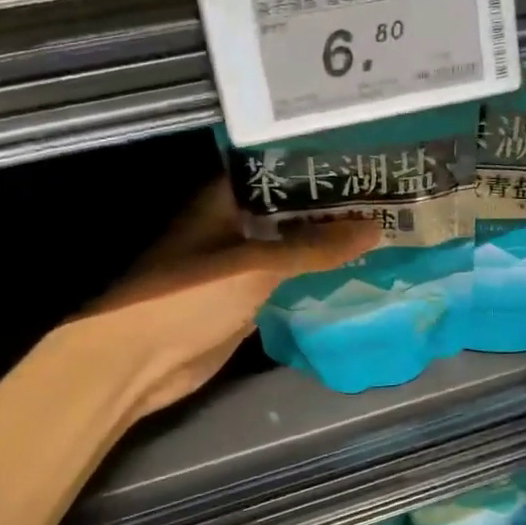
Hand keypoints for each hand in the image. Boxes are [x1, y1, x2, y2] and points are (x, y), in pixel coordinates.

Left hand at [84, 178, 376, 420]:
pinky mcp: (244, 300)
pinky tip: (353, 274)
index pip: (278, 170)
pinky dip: (313, 279)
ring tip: (383, 232)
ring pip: (290, 248)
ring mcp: (238, 265)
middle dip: (331, 208)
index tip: (365, 163)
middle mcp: (233, 225)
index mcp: (224, 199)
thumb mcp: (255, 265)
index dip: (319, 165)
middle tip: (387, 200)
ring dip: (325, 245)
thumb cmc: (189, 297)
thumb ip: (313, 247)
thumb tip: (373, 228)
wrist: (139, 361)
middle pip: (289, 211)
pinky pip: (286, 282)